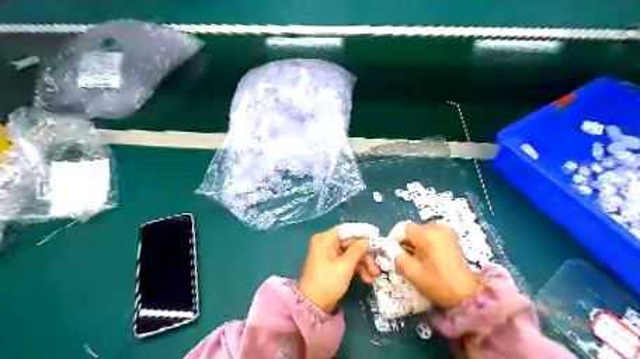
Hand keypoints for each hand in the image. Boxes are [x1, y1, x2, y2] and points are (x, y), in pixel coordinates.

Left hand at [298, 228, 373, 312]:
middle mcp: (326, 244)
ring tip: (373, 276)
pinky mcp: (333, 265)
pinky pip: (348, 261)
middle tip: (376, 266)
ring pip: (352, 253)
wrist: (314, 305)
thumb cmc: (328, 282)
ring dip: (364, 263)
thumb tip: (366, 240)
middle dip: (365, 255)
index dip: (361, 233)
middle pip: (351, 243)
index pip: (346, 230)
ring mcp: (330, 255)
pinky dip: (357, 268)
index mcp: (325, 239)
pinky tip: (366, 279)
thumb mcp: (345, 266)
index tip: (376, 239)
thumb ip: (357, 250)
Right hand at [396, 221, 480, 308]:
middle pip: (412, 229)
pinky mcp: (450, 237)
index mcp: (428, 235)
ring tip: (412, 259)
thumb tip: (386, 245)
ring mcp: (446, 232)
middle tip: (400, 258)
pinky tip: (423, 257)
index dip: (394, 237)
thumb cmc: (437, 284)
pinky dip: (423, 244)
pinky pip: (430, 235)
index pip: (403, 227)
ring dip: (413, 243)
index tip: (390, 250)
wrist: (466, 295)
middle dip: (404, 242)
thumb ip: (396, 255)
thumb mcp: (412, 271)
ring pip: (420, 232)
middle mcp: (437, 228)